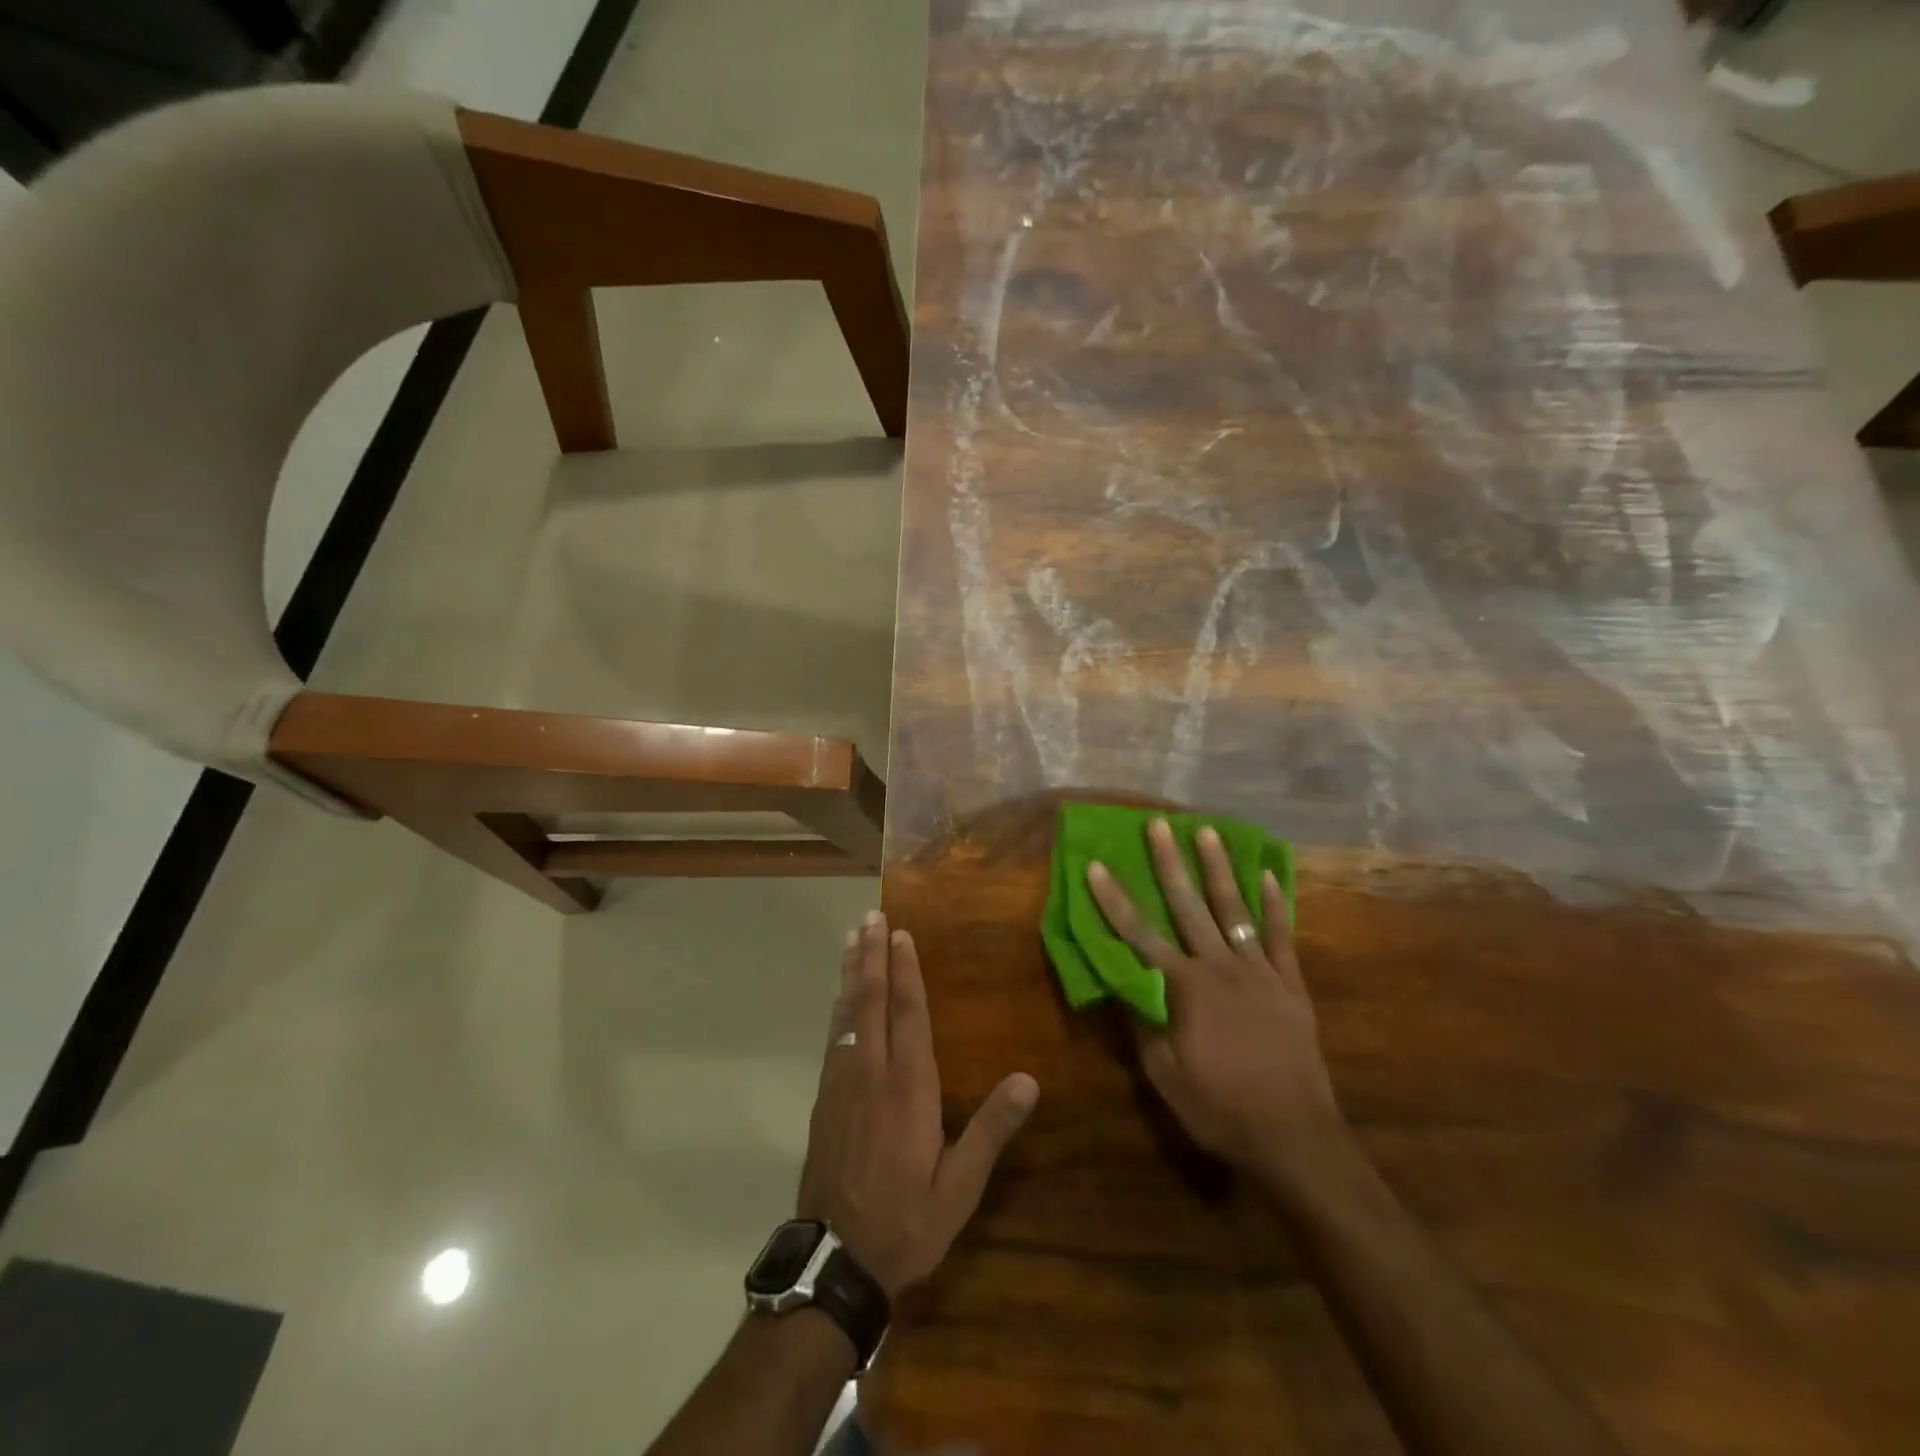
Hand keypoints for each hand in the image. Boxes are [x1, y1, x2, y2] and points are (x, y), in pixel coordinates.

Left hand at [797, 912, 1038, 1297]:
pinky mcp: (824, 1098)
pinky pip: (833, 1036)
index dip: (906, 970)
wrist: (836, 1260)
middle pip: (872, 1000)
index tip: (901, 934)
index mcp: (908, 1087)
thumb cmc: (907, 1221)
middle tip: (870, 917)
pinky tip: (840, 995)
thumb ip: (991, 1130)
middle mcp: (871, 1072)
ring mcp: (842, 1082)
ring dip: (852, 972)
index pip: (907, 1013)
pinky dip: (838, 1005)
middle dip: (873, 956)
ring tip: (852, 938)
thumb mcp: (960, 1186)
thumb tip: (1029, 1079)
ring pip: (847, 1012)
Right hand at [1087, 820, 1344, 1178]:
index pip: (1138, 935)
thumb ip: (1142, 1022)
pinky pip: (1280, 936)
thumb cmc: (1219, 1108)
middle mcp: (1219, 967)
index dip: (1114, 900)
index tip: (1097, 865)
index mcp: (1184, 988)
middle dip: (1169, 863)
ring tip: (1207, 832)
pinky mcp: (1290, 984)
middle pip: (1188, 906)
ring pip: (1234, 909)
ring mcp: (1259, 972)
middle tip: (1157, 824)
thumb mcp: (1164, 1075)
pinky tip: (1269, 876)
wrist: (1294, 1137)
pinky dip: (1274, 905)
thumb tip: (1121, 980)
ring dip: (1219, 869)